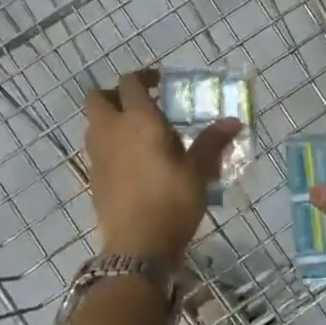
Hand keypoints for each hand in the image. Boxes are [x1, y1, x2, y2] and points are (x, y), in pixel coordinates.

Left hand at [84, 68, 241, 264]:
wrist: (138, 247)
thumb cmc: (172, 201)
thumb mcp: (198, 171)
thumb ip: (212, 142)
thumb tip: (233, 121)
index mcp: (138, 120)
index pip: (130, 83)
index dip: (143, 77)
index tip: (159, 82)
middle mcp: (111, 131)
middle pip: (97, 98)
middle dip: (115, 95)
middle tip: (140, 105)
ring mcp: (97, 156)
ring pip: (93, 123)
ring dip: (109, 119)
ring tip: (137, 133)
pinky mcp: (92, 178)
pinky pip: (96, 149)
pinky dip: (109, 146)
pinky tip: (132, 162)